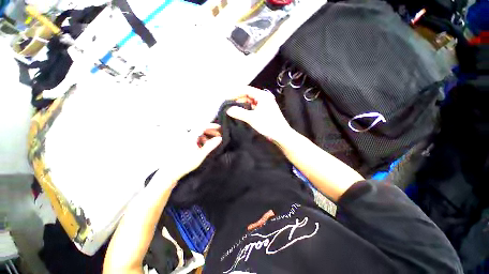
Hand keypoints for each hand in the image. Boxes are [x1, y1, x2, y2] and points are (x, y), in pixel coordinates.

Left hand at [159, 123, 221, 186]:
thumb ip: (211, 145)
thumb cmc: (186, 163)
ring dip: (206, 136)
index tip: (219, 127)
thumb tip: (219, 139)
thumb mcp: (201, 154)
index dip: (212, 126)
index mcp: (191, 137)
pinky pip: (194, 138)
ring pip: (198, 134)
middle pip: (200, 129)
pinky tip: (203, 145)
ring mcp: (185, 140)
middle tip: (218, 135)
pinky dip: (201, 139)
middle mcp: (187, 136)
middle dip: (210, 131)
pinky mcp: (184, 143)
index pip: (203, 126)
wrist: (172, 171)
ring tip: (211, 142)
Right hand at [226, 87, 291, 141]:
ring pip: (250, 102)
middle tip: (229, 106)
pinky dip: (246, 110)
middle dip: (238, 100)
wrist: (281, 135)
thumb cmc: (268, 124)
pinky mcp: (264, 111)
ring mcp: (264, 104)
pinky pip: (253, 107)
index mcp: (262, 95)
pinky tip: (241, 113)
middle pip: (248, 95)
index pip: (246, 89)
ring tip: (233, 110)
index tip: (226, 99)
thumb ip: (239, 113)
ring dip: (242, 105)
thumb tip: (228, 110)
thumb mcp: (252, 118)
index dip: (235, 93)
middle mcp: (263, 97)